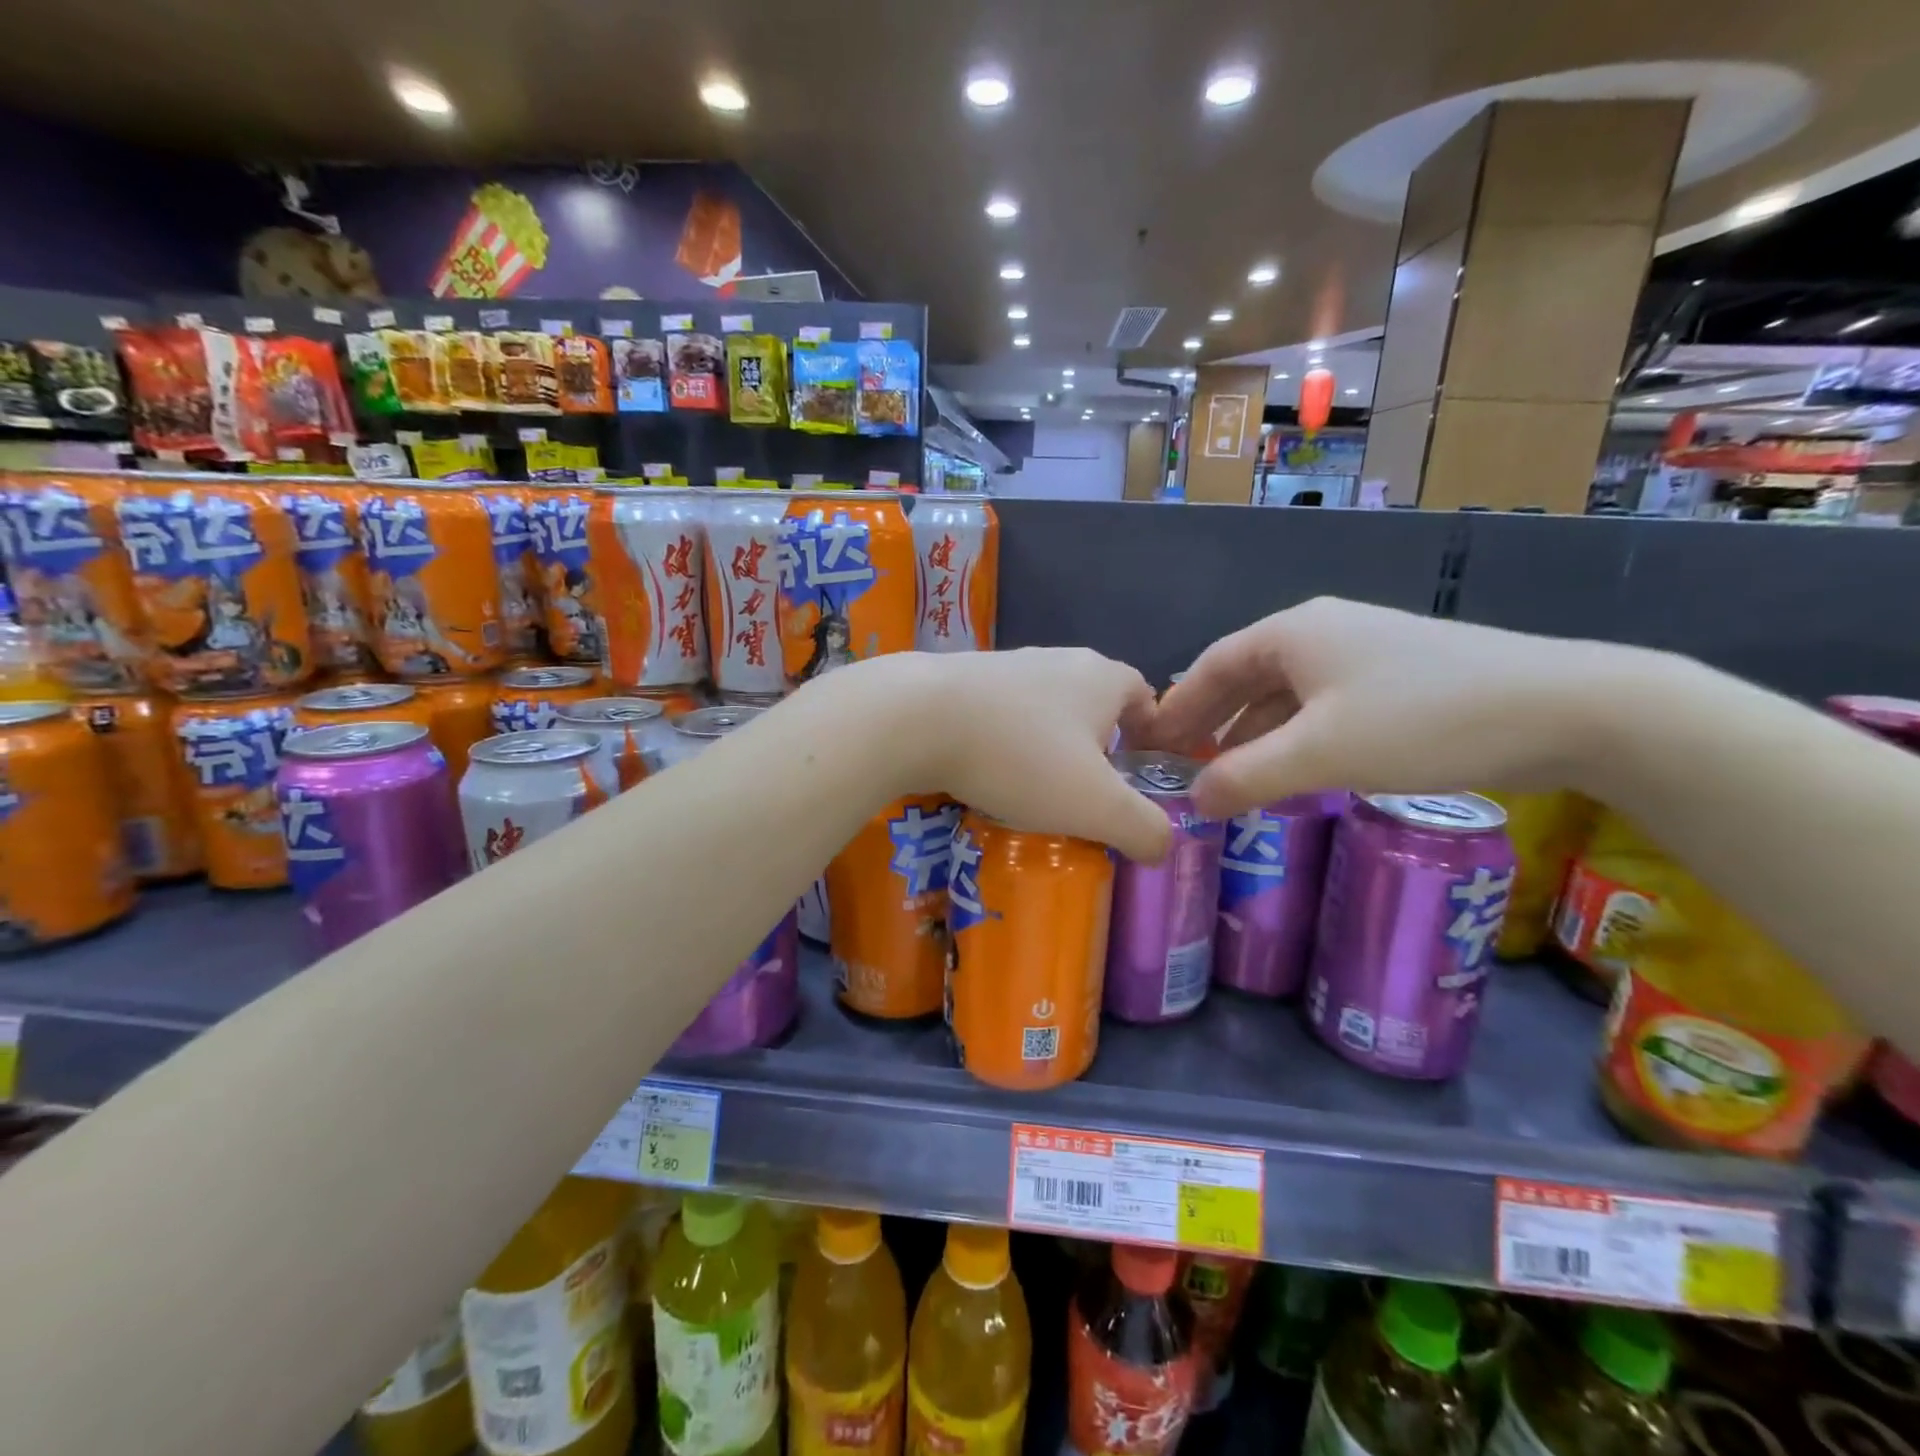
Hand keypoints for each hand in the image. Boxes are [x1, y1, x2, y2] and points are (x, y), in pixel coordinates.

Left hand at [857, 649, 1170, 862]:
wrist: (916, 716)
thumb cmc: (1021, 756)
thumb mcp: (1097, 806)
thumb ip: (1143, 828)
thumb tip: (1163, 844)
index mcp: (1102, 678)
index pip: (1144, 696)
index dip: (1151, 734)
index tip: (1141, 774)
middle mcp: (1058, 660)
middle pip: (1093, 703)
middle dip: (1096, 746)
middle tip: (1089, 792)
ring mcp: (1006, 665)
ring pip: (1043, 709)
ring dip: (1047, 745)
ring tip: (1036, 790)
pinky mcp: (962, 678)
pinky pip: (1000, 714)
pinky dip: (1005, 742)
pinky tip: (988, 773)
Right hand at [1148, 597, 1632, 818]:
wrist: (1564, 706)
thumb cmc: (1422, 719)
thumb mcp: (1320, 754)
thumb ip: (1245, 778)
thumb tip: (1191, 802)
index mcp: (1292, 633)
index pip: (1210, 666)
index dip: (1175, 707)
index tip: (1148, 745)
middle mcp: (1320, 631)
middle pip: (1244, 677)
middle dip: (1210, 721)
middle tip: (1181, 765)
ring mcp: (1362, 651)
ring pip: (1284, 694)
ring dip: (1252, 733)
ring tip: (1229, 775)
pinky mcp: (1397, 676)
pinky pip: (1321, 704)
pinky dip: (1293, 735)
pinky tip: (1292, 768)